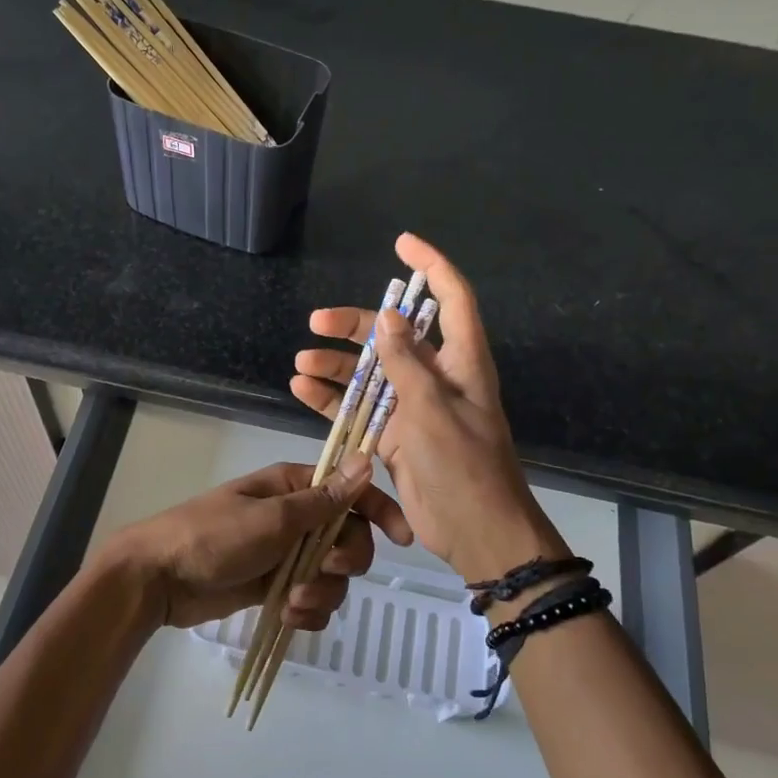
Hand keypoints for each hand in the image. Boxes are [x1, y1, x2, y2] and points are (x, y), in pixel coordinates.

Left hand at [103, 457, 411, 630]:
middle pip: (350, 538)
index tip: (402, 540)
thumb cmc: (214, 537)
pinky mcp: (276, 586)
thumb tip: (365, 460)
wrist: (159, 578)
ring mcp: (287, 554)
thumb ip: (324, 500)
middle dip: (344, 562)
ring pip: (334, 576)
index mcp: (295, 488)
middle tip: (322, 571)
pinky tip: (289, 618)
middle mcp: (296, 518)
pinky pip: (313, 601)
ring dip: (323, 594)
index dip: (381, 511)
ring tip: (292, 603)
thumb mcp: (273, 518)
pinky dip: (308, 613)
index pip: (352, 492)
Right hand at [292, 232, 567, 583]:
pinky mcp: (395, 436)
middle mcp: (437, 377)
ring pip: (370, 373)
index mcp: (461, 362)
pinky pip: (361, 408)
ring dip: (336, 366)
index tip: (401, 244)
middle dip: (355, 325)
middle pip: (394, 335)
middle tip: (316, 323)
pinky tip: (303, 391)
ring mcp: (414, 407)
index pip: (451, 299)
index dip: (430, 266)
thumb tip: (387, 318)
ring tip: (301, 364)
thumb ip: (407, 363)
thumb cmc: (464, 467)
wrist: (476, 533)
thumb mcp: (433, 410)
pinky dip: (334, 399)